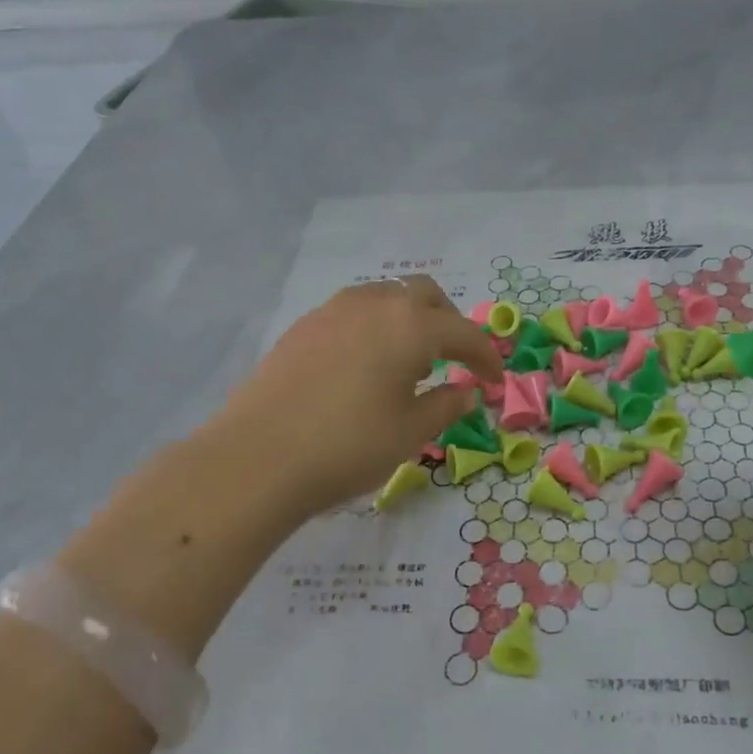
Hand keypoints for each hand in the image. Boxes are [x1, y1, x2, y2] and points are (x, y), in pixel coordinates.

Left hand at [215, 276, 501, 517]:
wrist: (258, 457)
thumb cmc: (349, 445)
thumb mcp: (411, 432)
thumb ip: (446, 405)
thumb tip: (464, 390)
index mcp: (411, 326)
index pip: (464, 332)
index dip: (485, 356)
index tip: (494, 380)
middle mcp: (375, 304)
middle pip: (424, 295)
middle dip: (448, 322)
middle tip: (453, 358)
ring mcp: (333, 311)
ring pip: (385, 297)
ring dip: (408, 319)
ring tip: (408, 359)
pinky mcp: (303, 326)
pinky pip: (353, 313)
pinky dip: (373, 328)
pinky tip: (364, 364)